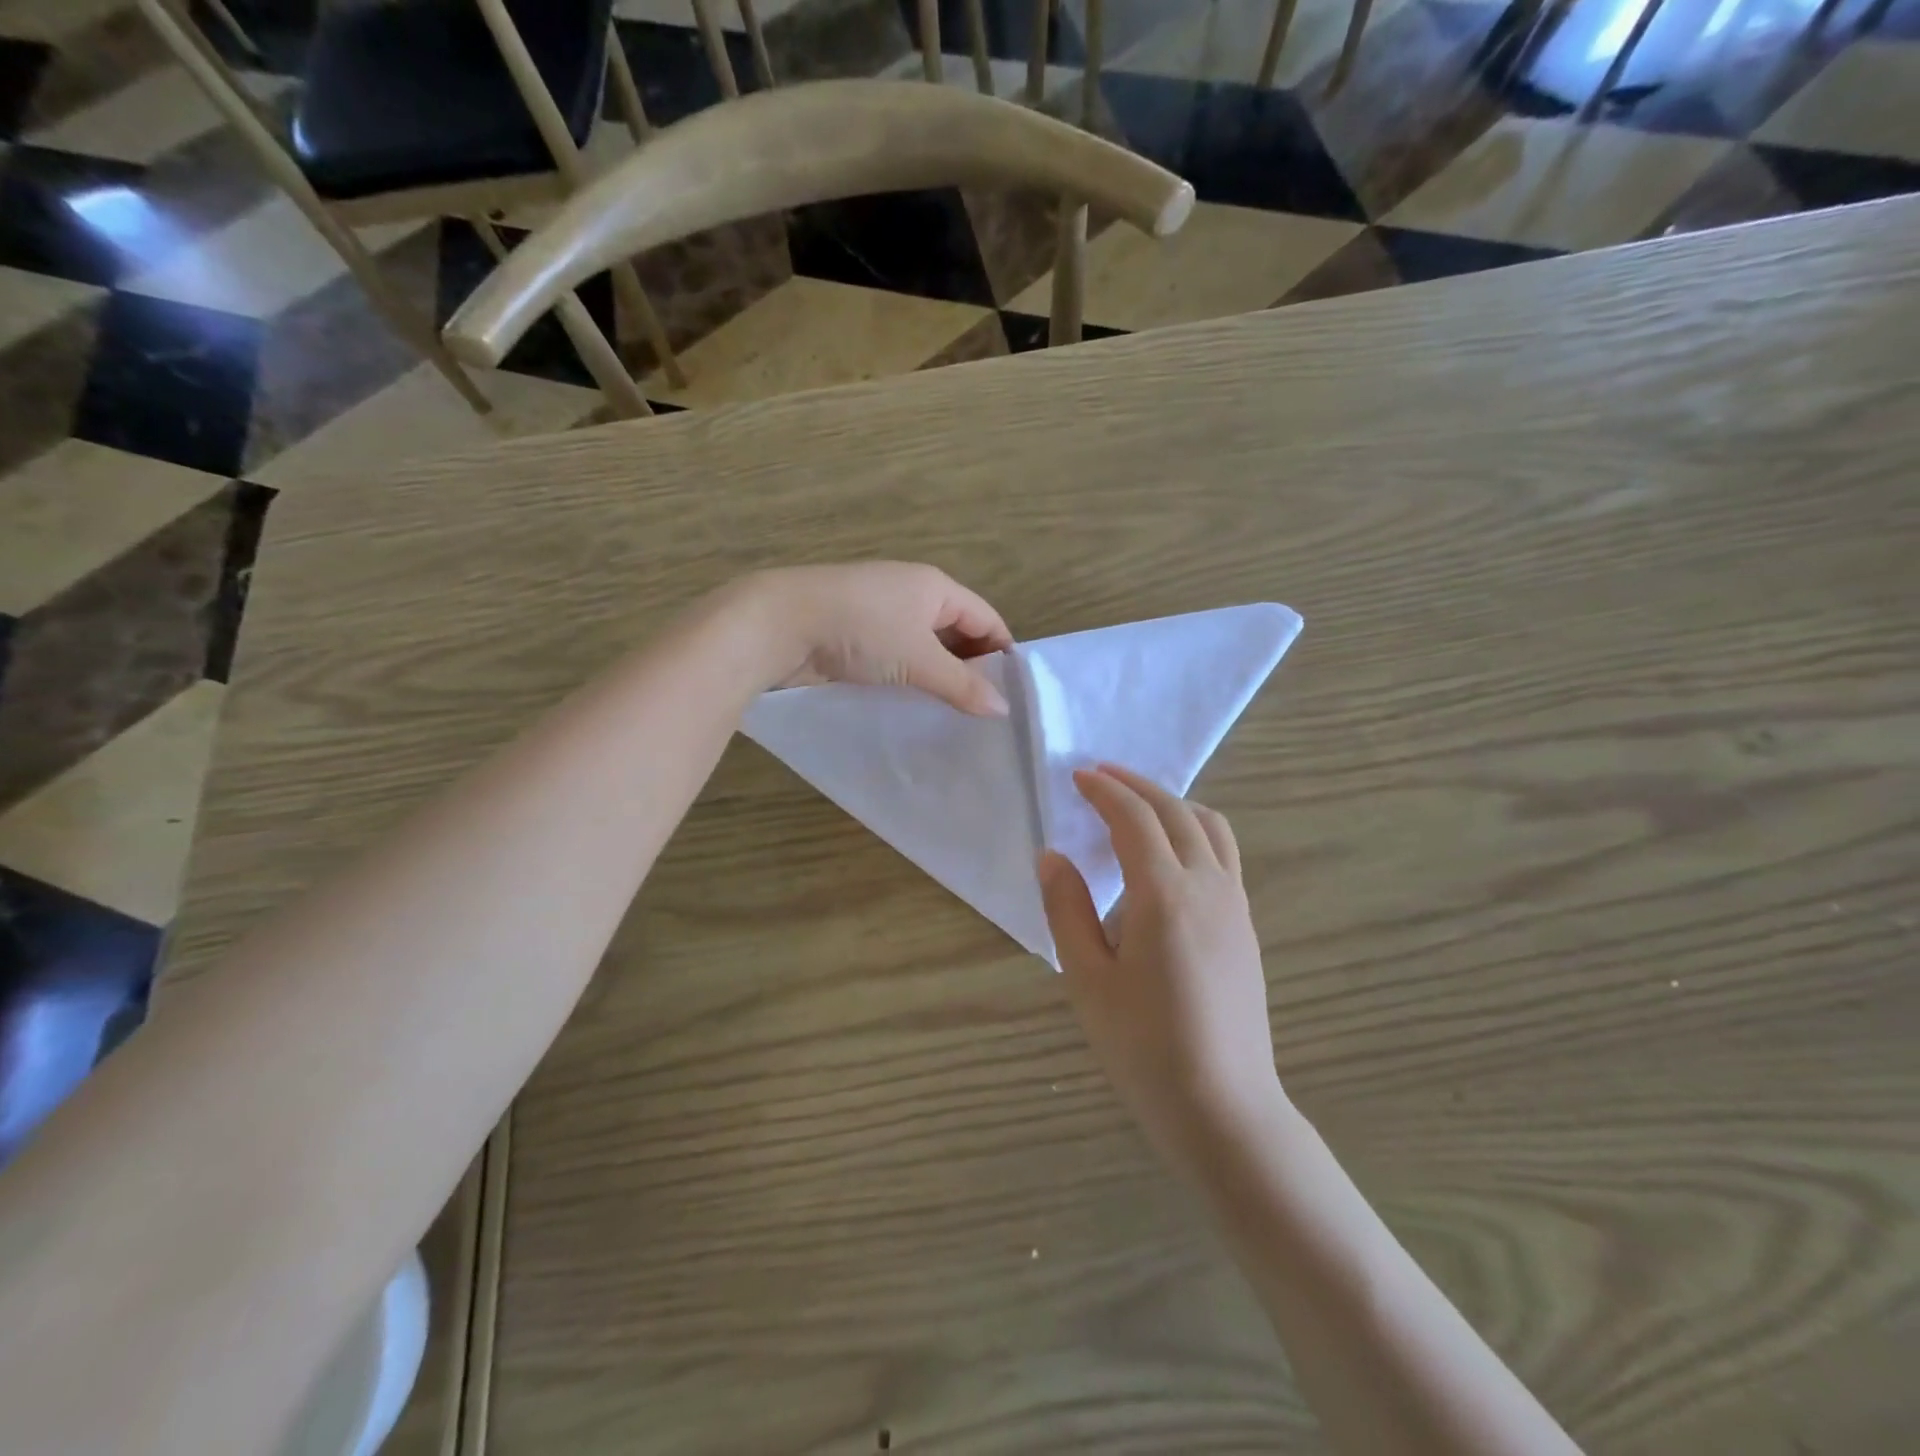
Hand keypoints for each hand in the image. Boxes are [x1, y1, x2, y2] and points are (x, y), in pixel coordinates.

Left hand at [735, 563, 1012, 715]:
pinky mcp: (855, 636)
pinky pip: (896, 659)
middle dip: (971, 670)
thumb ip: (962, 685)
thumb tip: (1003, 708)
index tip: (1012, 696)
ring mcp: (880, 615)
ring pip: (924, 649)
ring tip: (954, 717)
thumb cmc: (861, 630)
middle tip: (984, 714)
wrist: (780, 624)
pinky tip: (914, 708)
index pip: (986, 618)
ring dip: (938, 678)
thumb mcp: (919, 659)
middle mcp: (912, 595)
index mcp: (935, 588)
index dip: (1002, 653)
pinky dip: (909, 680)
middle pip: (957, 633)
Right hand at [1040, 764, 1282, 1166]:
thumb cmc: (1143, 1046)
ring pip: (1210, 826)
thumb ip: (1066, 909)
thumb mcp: (1086, 979)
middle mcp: (1207, 885)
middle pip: (1175, 811)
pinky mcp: (1246, 925)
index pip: (1134, 818)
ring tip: (1138, 803)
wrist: (1223, 1106)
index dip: (1104, 790)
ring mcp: (1235, 904)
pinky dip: (1194, 828)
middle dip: (1136, 785)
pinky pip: (1224, 853)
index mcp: (1164, 893)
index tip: (1078, 775)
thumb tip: (1052, 855)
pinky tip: (1171, 851)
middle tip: (1100, 775)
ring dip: (1172, 801)